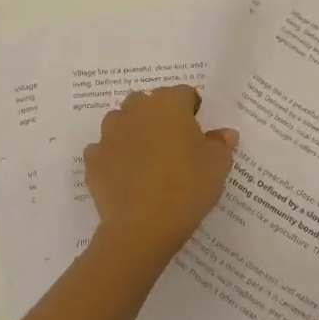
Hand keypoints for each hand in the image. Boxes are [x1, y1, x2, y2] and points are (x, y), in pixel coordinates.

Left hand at [84, 86, 238, 263]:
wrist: (142, 226)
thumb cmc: (187, 187)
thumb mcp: (217, 166)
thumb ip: (220, 144)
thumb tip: (225, 134)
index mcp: (169, 104)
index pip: (183, 93)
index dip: (191, 110)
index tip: (197, 131)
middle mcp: (136, 110)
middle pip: (147, 102)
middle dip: (157, 116)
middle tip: (171, 144)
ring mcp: (110, 133)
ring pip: (121, 121)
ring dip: (131, 132)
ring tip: (145, 159)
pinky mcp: (93, 158)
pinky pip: (104, 150)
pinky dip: (112, 157)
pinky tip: (125, 176)